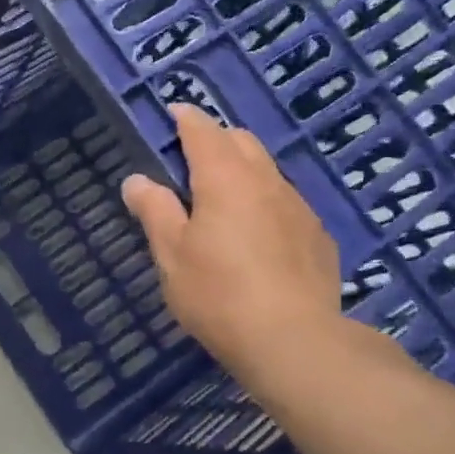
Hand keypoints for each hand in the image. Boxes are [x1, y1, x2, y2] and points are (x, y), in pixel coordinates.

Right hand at [121, 105, 343, 392]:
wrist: (294, 340)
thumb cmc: (218, 293)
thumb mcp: (171, 254)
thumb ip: (155, 211)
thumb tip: (137, 180)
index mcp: (225, 178)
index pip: (203, 132)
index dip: (186, 119)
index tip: (173, 113)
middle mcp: (266, 181)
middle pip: (241, 142)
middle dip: (216, 139)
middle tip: (190, 158)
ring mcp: (298, 207)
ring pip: (267, 170)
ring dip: (242, 169)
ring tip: (221, 196)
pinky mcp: (317, 235)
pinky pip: (285, 201)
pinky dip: (264, 200)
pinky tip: (255, 233)